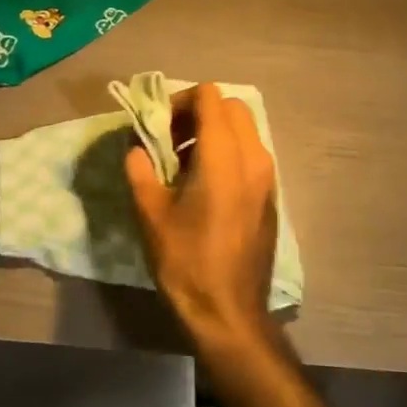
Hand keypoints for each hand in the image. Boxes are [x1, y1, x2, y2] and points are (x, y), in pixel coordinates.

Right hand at [124, 84, 279, 361]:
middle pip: (231, 106)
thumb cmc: (186, 261)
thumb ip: (140, 169)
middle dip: (199, 112)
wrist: (229, 311)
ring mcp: (267, 176)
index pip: (209, 96)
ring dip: (214, 132)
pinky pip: (251, 153)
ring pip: (244, 129)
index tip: (159, 127)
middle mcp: (253, 156)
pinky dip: (228, 151)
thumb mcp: (150, 213)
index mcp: (223, 155)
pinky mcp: (270, 194)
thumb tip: (136, 147)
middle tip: (171, 140)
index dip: (180, 101)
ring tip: (184, 164)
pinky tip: (204, 185)